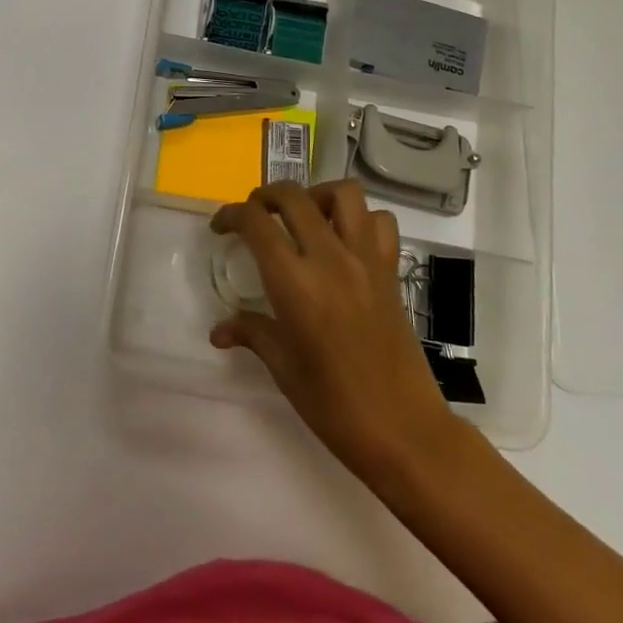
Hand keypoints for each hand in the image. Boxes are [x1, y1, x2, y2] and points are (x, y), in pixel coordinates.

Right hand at [210, 180, 461, 484]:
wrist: (403, 429)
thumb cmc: (333, 404)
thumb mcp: (283, 367)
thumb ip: (251, 333)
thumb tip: (218, 331)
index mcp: (294, 283)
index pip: (256, 223)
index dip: (231, 215)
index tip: (221, 227)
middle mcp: (329, 259)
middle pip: (293, 196)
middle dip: (266, 196)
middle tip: (255, 215)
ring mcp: (366, 261)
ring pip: (344, 193)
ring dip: (317, 195)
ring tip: (304, 217)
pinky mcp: (391, 272)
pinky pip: (380, 222)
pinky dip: (361, 218)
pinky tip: (345, 240)